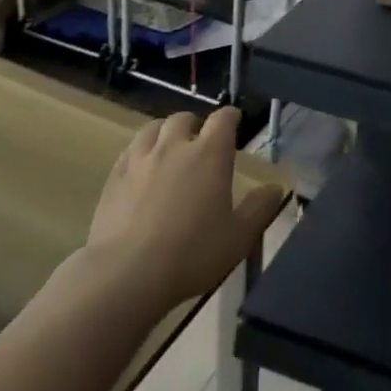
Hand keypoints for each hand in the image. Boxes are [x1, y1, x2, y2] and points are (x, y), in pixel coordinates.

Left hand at [87, 108, 284, 311]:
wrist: (126, 274)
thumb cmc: (191, 254)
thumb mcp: (238, 237)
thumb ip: (259, 208)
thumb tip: (275, 187)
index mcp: (209, 153)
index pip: (223, 118)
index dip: (230, 117)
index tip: (235, 122)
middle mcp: (174, 145)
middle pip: (184, 118)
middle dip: (195, 125)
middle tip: (200, 143)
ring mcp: (141, 158)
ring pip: (153, 128)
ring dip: (165, 133)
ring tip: (169, 148)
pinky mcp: (114, 176)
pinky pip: (129, 150)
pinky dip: (140, 151)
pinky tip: (141, 169)